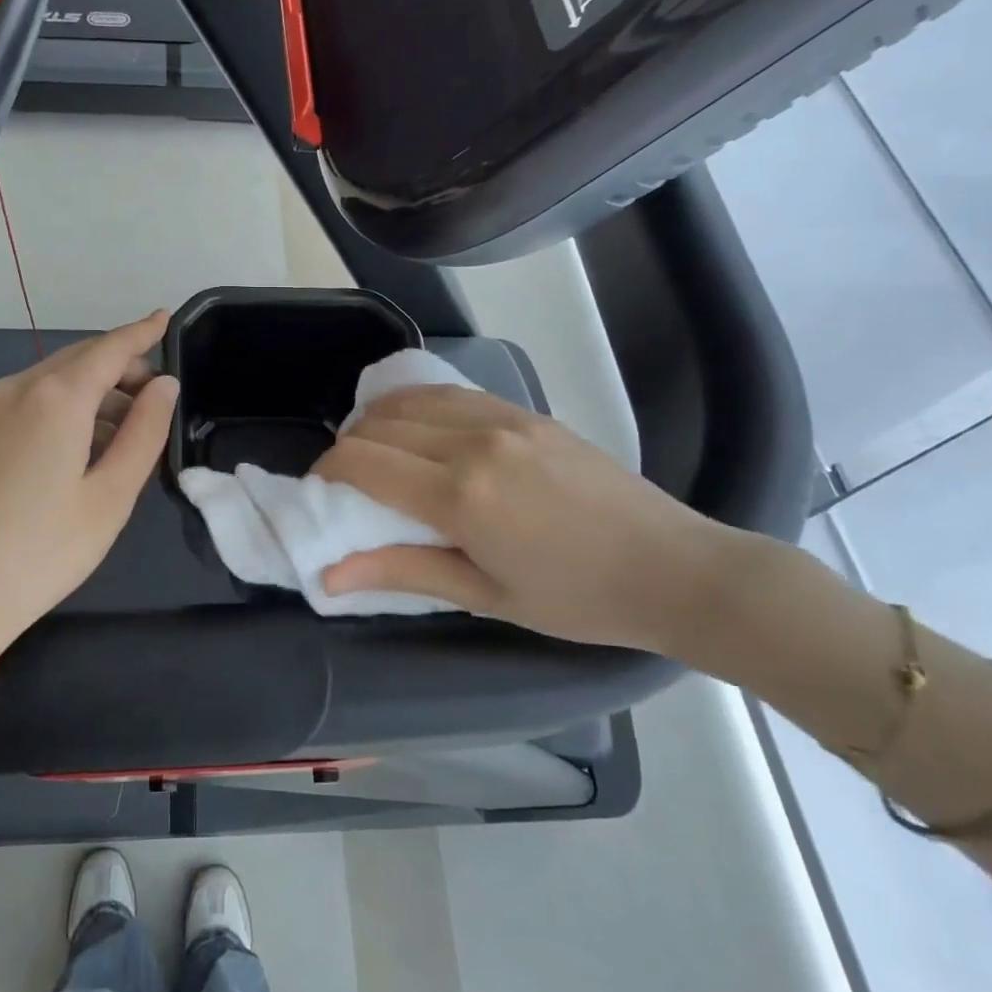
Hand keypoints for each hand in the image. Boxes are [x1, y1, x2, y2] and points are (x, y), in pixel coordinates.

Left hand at [0, 313, 178, 651]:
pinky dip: (69, 409)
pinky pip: (34, 403)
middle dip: (123, 366)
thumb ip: (145, 432)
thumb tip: (164, 386)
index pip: (110, 348)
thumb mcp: (111, 495)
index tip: (165, 316)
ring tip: (130, 431)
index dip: (142, 332)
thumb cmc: (43, 550)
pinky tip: (86, 447)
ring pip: (56, 381)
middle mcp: (19, 390)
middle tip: (159, 396)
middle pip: (81, 359)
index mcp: (56, 397)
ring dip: (97, 392)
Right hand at [314, 386, 733, 656]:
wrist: (671, 567)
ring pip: (411, 399)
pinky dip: (418, 405)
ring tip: (377, 452)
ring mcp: (503, 418)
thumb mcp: (484, 594)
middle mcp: (472, 442)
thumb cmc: (576, 598)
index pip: (363, 461)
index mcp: (459, 495)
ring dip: (379, 420)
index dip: (327, 471)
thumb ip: (402, 571)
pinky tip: (419, 428)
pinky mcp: (525, 411)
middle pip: (379, 424)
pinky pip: (451, 393)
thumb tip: (329, 573)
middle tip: (347, 482)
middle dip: (348, 448)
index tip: (320, 491)